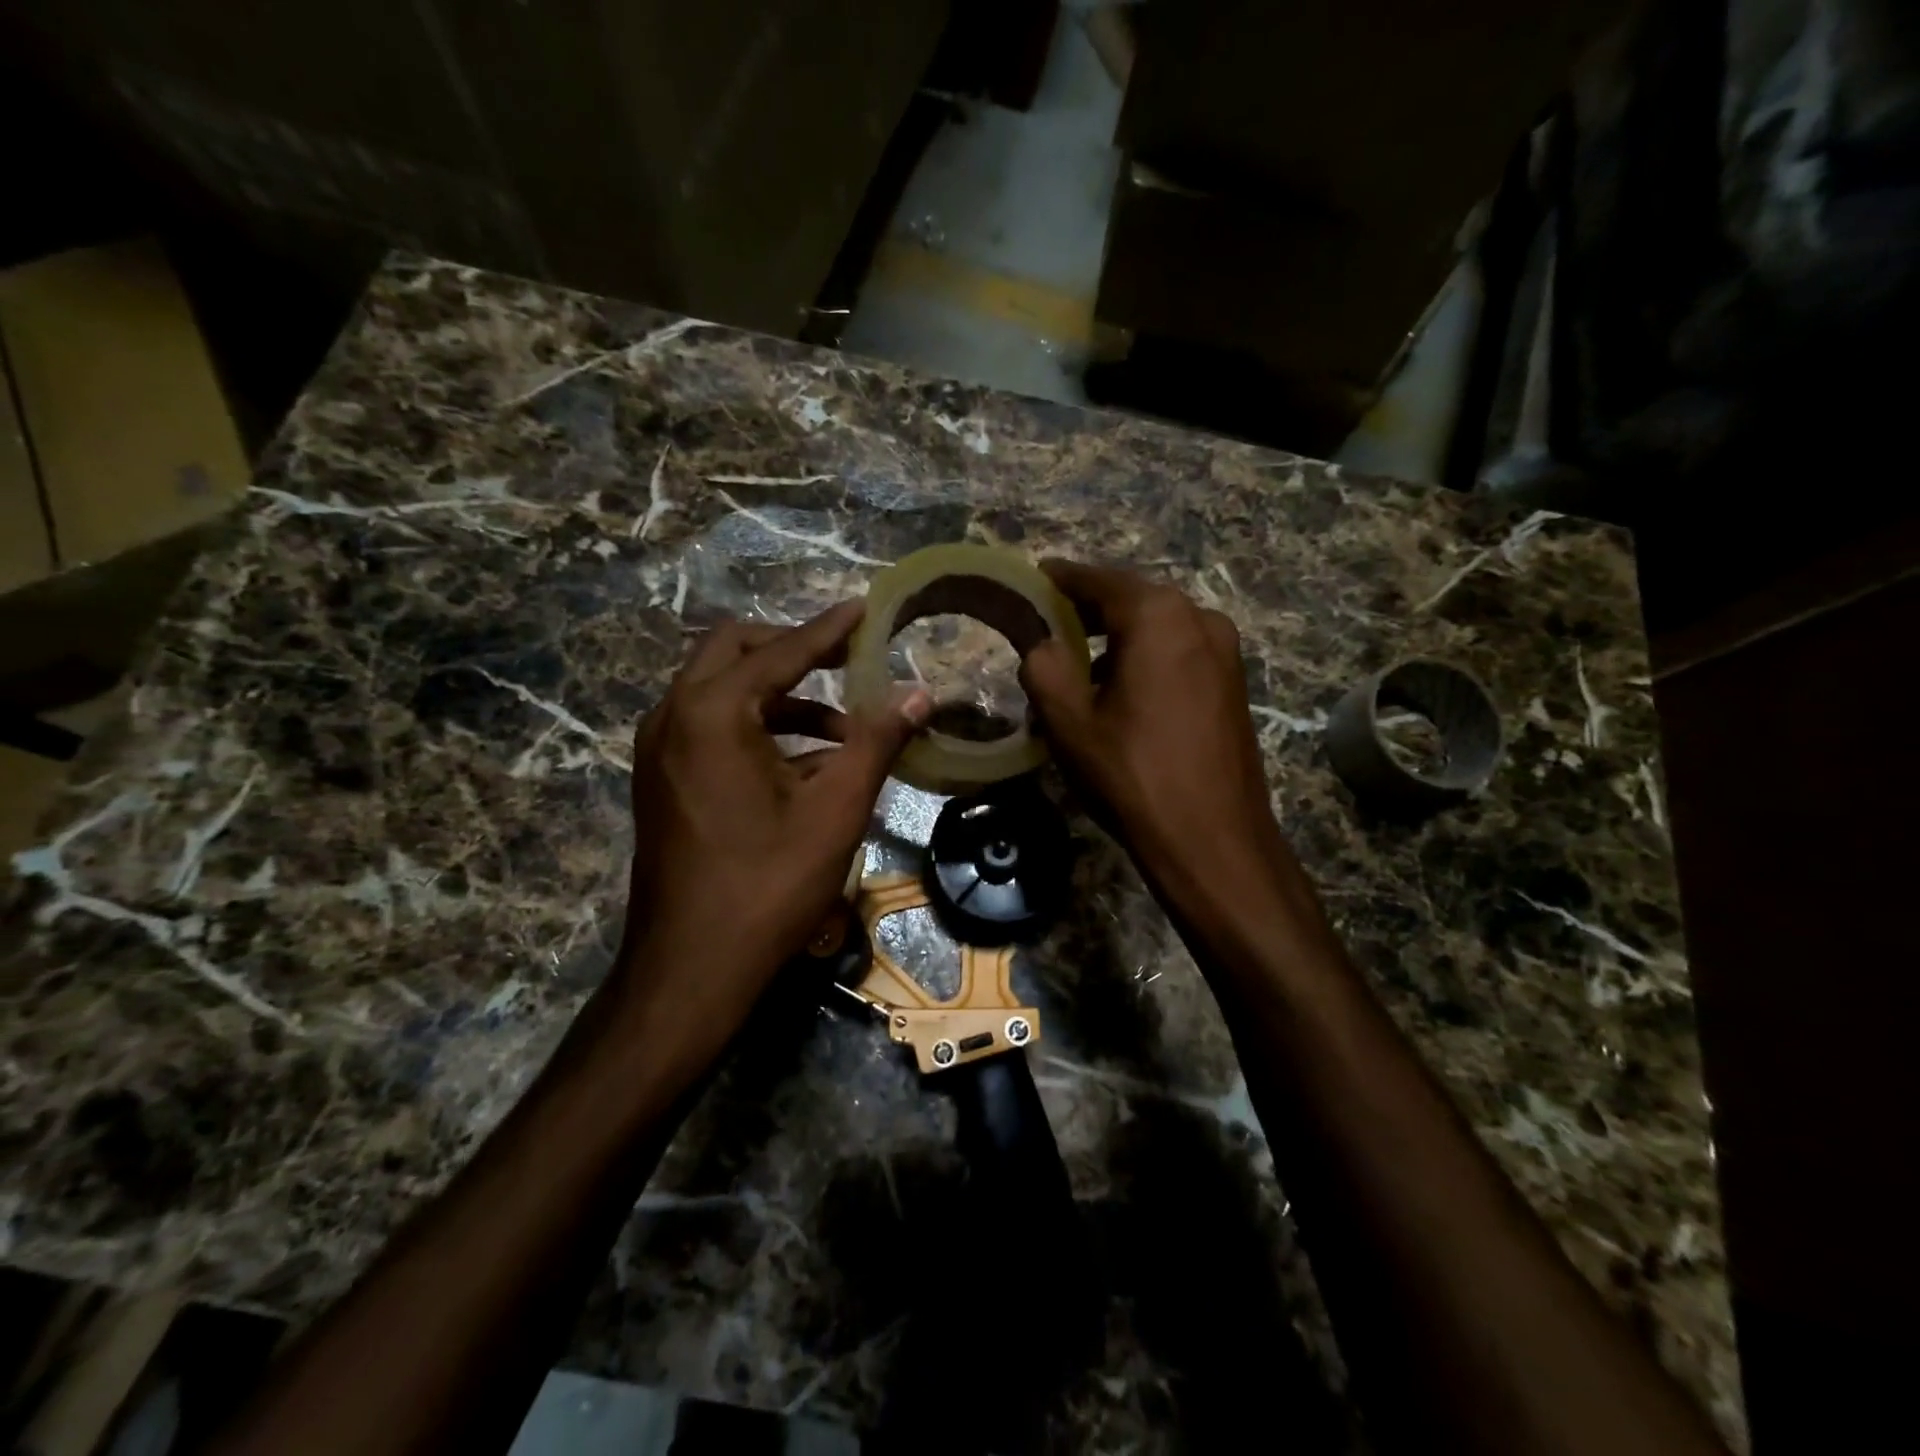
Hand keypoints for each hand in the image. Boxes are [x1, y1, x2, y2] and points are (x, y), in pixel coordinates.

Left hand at [615, 602, 930, 1056]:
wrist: (691, 968)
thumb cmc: (768, 884)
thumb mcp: (837, 808)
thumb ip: (879, 740)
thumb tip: (921, 693)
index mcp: (712, 711)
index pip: (781, 650)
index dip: (828, 629)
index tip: (865, 608)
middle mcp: (673, 715)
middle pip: (734, 651)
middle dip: (792, 650)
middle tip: (846, 660)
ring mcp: (658, 749)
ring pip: (720, 691)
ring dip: (780, 696)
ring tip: (842, 730)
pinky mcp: (660, 779)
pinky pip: (709, 727)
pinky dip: (757, 728)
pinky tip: (804, 765)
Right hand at [1020, 561, 1297, 920]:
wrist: (1213, 840)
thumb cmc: (1133, 775)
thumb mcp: (1069, 722)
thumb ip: (1044, 667)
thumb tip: (1043, 645)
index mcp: (1158, 617)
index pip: (1099, 580)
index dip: (1061, 579)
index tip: (1034, 577)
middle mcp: (1200, 619)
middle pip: (1132, 600)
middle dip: (1089, 610)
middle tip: (1048, 626)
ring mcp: (1225, 651)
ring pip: (1158, 628)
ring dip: (1117, 638)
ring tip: (1079, 666)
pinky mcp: (1234, 683)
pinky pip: (1179, 653)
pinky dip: (1146, 658)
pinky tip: (1122, 691)